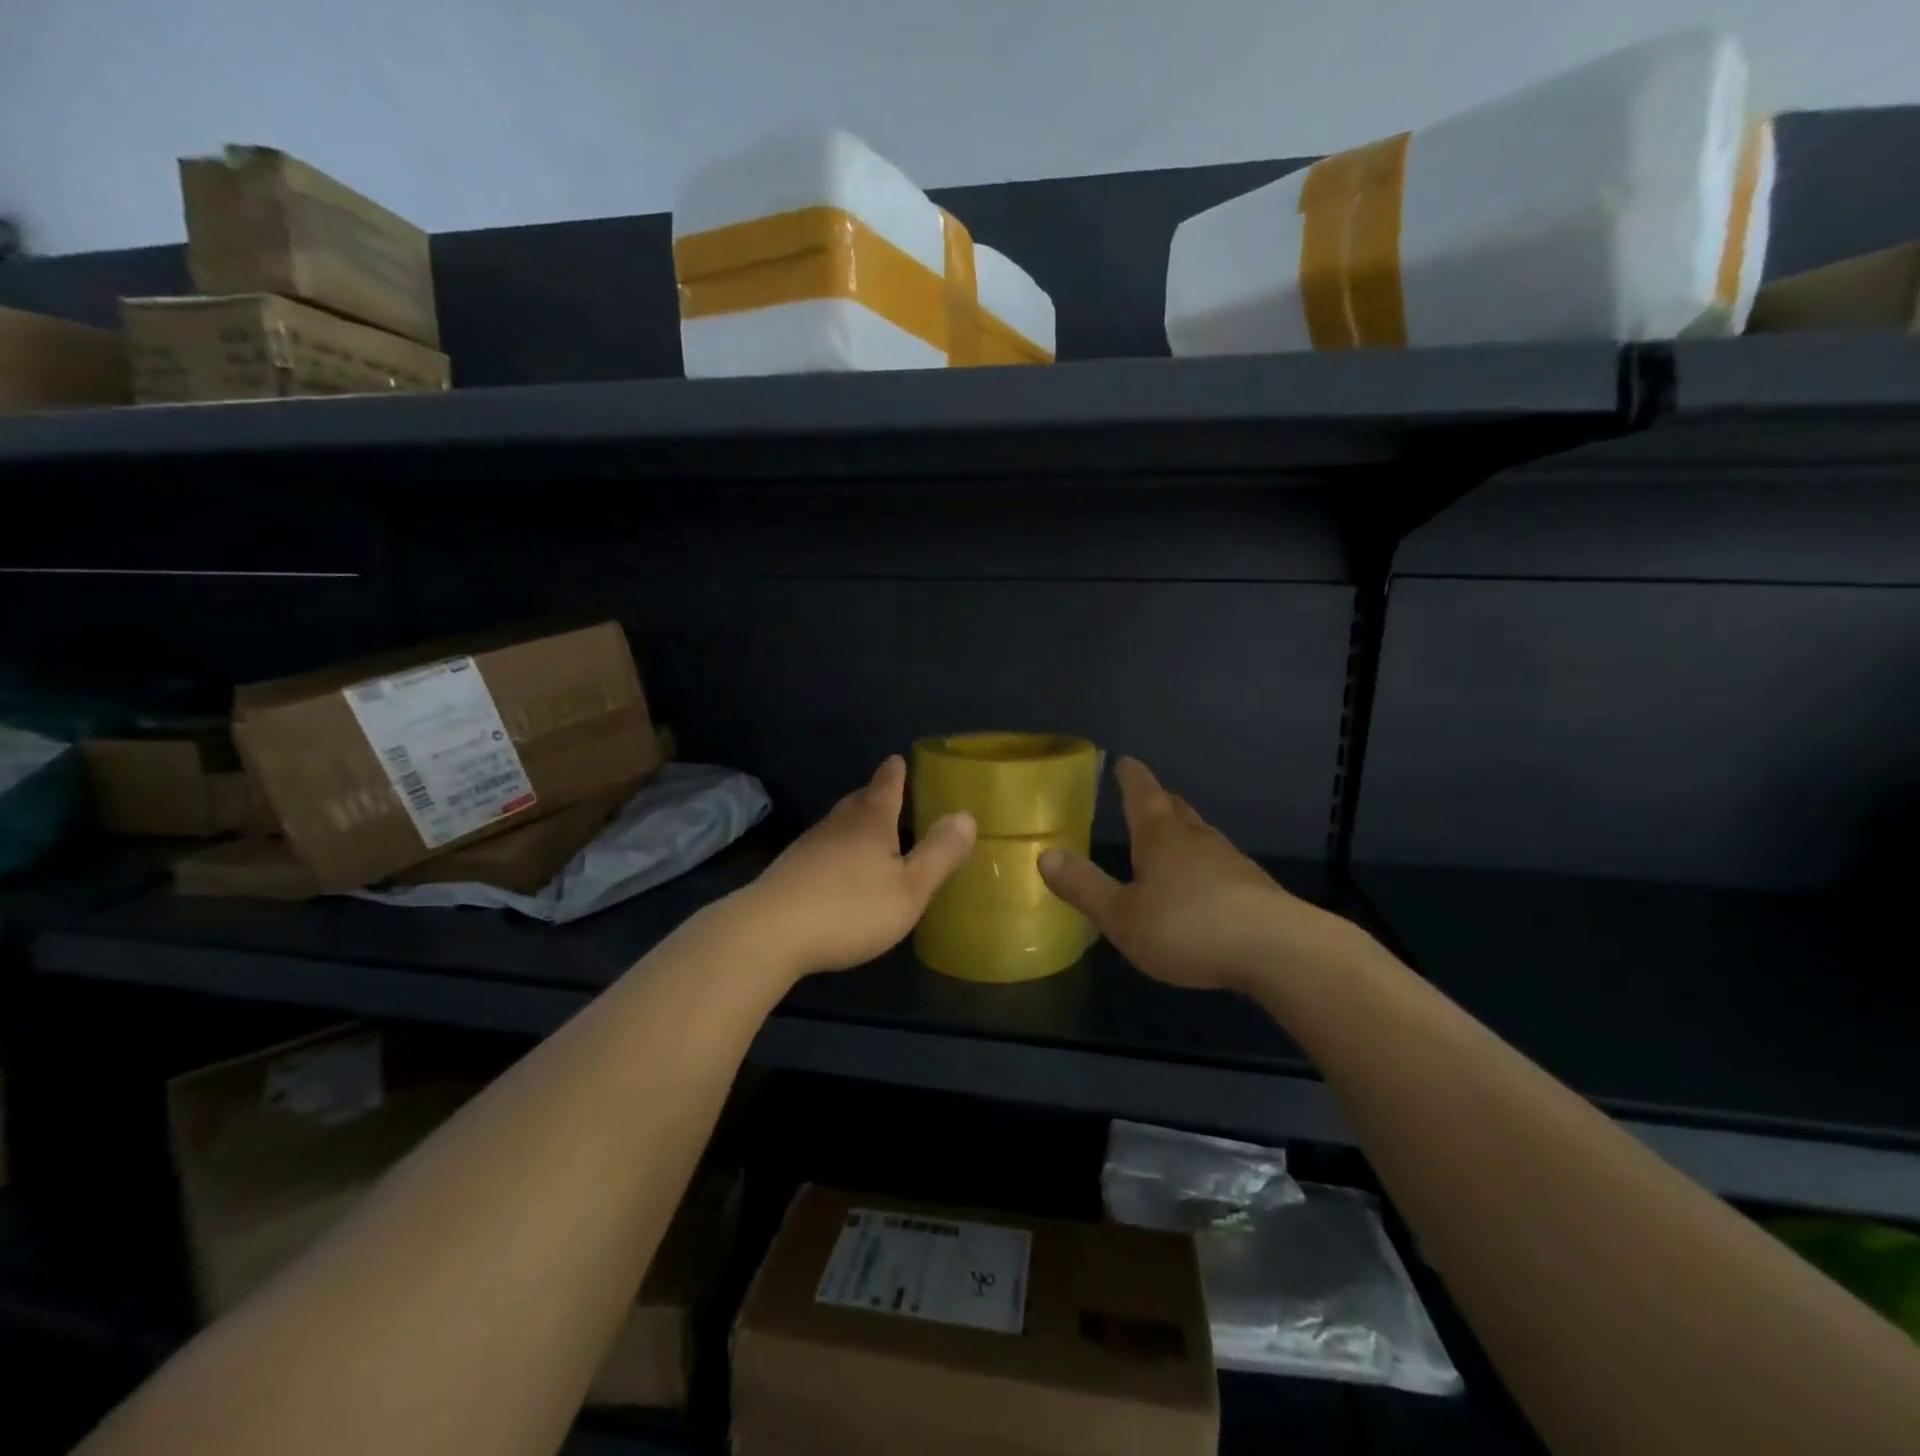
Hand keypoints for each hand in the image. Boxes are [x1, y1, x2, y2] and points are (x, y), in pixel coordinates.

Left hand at [743, 756, 976, 977]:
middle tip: (890, 793)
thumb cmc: (849, 908)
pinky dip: (837, 848)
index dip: (896, 772)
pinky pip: (823, 848)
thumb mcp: (909, 888)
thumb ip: (939, 853)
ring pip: (838, 824)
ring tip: (869, 830)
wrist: (769, 933)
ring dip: (855, 822)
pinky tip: (839, 869)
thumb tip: (966, 816)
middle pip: (859, 800)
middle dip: (875, 795)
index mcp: (871, 821)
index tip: (899, 760)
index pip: (886, 784)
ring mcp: (809, 846)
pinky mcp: (789, 871)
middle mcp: (838, 824)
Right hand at [1038, 757, 1352, 992]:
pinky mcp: (1255, 889)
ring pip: (1201, 835)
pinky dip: (1205, 863)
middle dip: (1159, 801)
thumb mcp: (1122, 916)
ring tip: (1173, 835)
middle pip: (1176, 810)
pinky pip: (1220, 864)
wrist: (1279, 951)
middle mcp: (1197, 840)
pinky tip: (1205, 884)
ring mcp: (1231, 862)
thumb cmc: (1189, 928)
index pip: (1142, 795)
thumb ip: (1084, 886)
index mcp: (1160, 839)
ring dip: (1184, 830)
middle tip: (1148, 795)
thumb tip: (1045, 855)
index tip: (1124, 761)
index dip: (1131, 777)